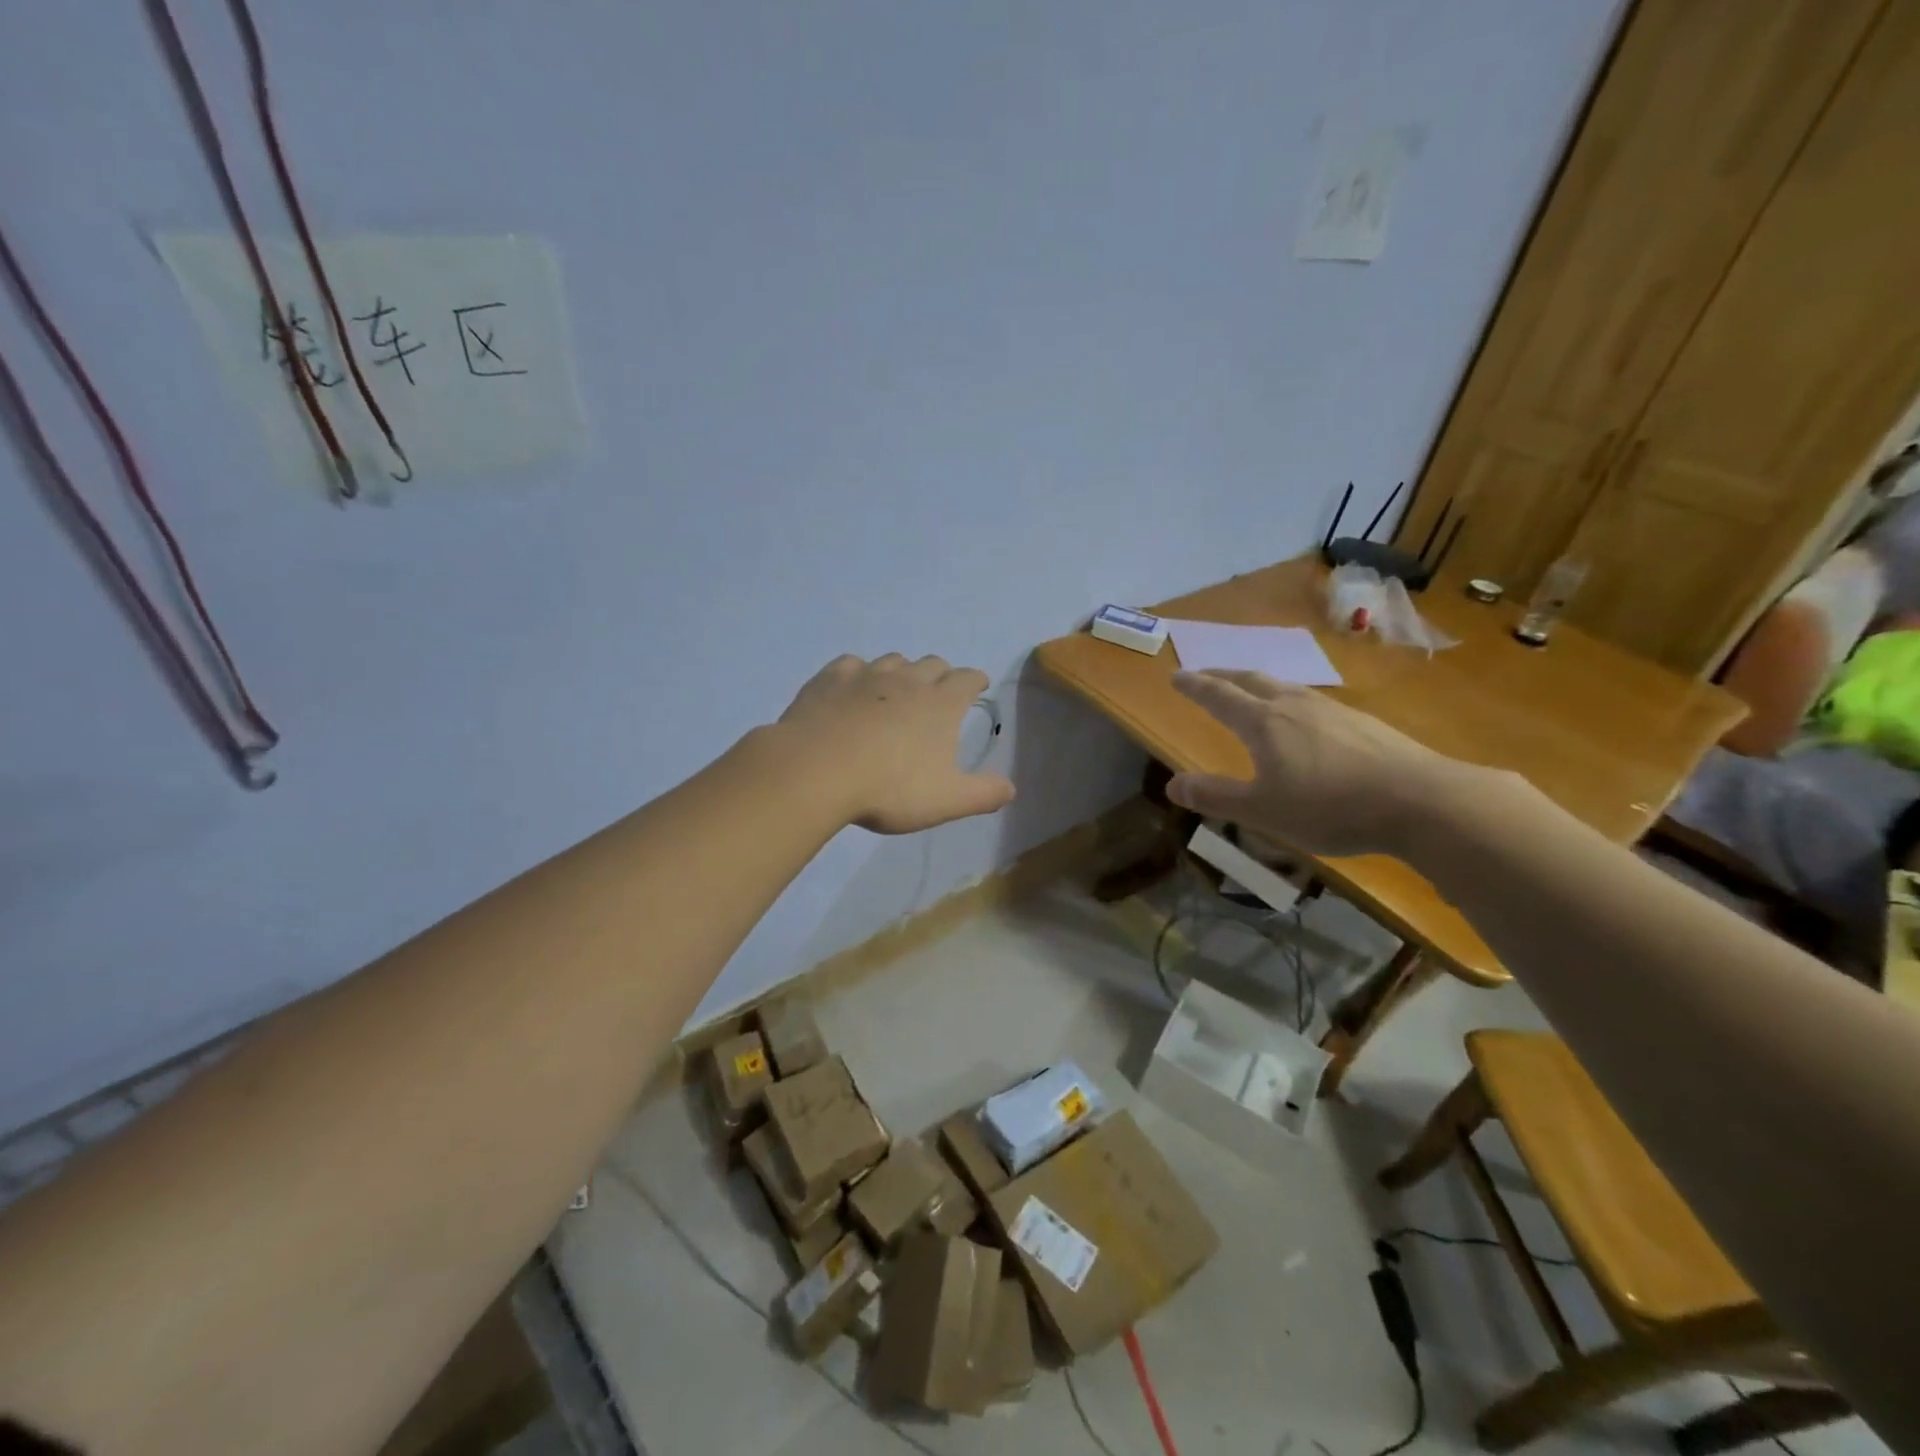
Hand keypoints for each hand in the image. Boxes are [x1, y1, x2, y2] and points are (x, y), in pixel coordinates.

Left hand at [777, 654, 1015, 834]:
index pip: (968, 678)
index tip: (977, 686)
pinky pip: (852, 665)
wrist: (816, 771)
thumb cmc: (889, 788)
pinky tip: (853, 690)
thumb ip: (983, 794)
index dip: (976, 680)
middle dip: (941, 674)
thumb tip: (1011, 789)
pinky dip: (859, 674)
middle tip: (937, 694)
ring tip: (896, 693)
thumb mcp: (946, 801)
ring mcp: (867, 675)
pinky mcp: (830, 678)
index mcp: (941, 703)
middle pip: (933, 663)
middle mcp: (908, 679)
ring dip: (901, 672)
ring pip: (893, 660)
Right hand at [1167, 669, 1469, 856]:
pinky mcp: (1363, 724)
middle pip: (1252, 681)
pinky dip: (1291, 701)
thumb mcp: (1262, 811)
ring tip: (1251, 692)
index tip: (1176, 676)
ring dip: (1259, 685)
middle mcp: (1294, 706)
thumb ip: (1215, 796)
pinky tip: (1305, 719)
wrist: (1420, 801)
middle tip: (1206, 675)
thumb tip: (1172, 783)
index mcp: (1264, 723)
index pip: (1219, 697)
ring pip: (1286, 687)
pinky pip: (1313, 702)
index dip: (1195, 686)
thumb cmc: (1329, 807)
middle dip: (1224, 676)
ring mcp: (1333, 711)